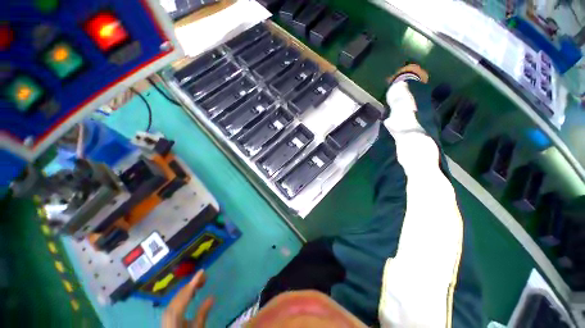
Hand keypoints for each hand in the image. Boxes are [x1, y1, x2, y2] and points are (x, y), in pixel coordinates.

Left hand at [162, 270, 213, 327]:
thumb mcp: (196, 327)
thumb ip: (202, 313)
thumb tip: (212, 297)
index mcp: (175, 312)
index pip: (186, 292)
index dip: (194, 280)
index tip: (202, 270)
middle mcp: (169, 309)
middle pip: (181, 292)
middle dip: (193, 283)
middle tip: (205, 278)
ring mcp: (166, 312)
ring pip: (178, 295)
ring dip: (189, 288)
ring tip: (200, 284)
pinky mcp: (167, 314)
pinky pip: (176, 299)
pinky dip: (184, 294)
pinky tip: (191, 294)